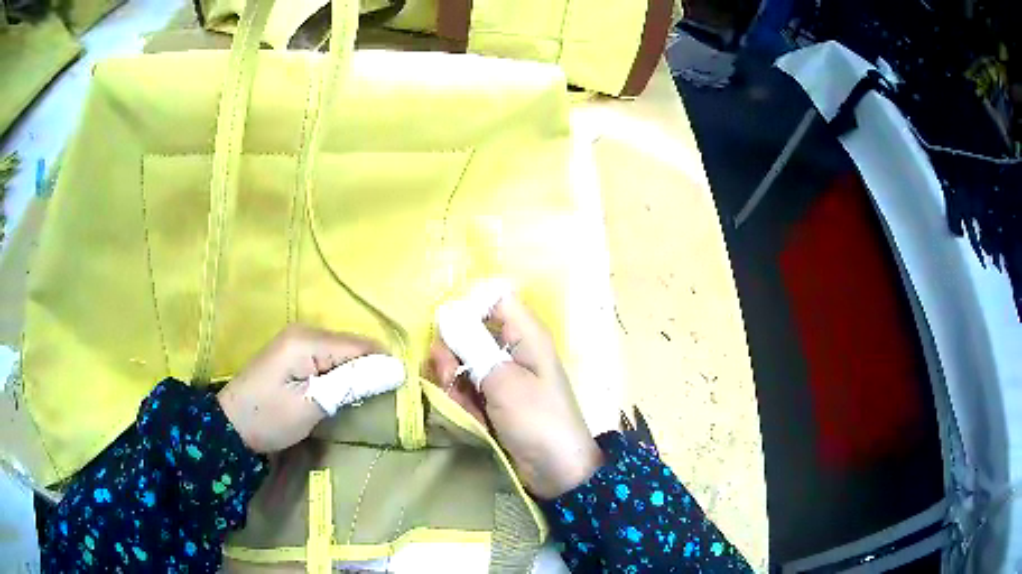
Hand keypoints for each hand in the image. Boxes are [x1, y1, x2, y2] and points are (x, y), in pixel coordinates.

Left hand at [217, 325, 381, 452]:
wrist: (229, 426)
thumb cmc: (269, 418)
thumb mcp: (312, 405)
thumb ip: (352, 384)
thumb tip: (395, 369)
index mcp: (308, 340)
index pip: (361, 345)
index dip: (383, 366)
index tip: (399, 394)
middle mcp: (304, 332)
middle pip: (352, 346)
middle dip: (370, 370)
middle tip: (381, 402)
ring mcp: (297, 341)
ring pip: (342, 352)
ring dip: (356, 373)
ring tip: (365, 400)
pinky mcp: (293, 353)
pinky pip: (329, 357)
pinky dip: (340, 374)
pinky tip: (342, 392)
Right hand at [428, 295, 603, 499]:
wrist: (556, 471)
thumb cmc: (538, 420)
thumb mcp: (504, 381)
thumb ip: (472, 347)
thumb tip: (446, 314)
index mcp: (526, 335)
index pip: (494, 300)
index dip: (468, 306)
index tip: (445, 327)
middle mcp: (513, 350)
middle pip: (470, 332)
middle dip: (452, 353)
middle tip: (448, 374)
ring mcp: (502, 377)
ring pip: (463, 363)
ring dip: (454, 382)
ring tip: (461, 404)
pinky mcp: (494, 400)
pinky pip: (468, 389)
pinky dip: (462, 401)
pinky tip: (468, 418)